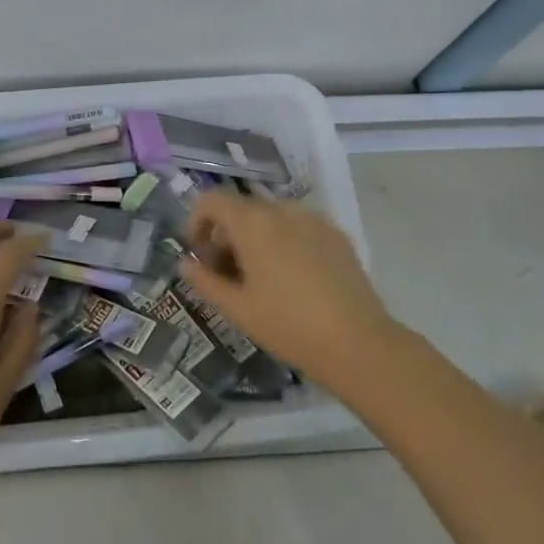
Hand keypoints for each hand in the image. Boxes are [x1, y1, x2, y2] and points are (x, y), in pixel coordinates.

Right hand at [179, 192, 398, 384]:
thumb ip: (205, 280)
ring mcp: (314, 219)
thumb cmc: (287, 325)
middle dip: (226, 235)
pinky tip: (292, 278)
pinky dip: (284, 241)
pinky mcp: (336, 234)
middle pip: (242, 209)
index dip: (197, 222)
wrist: (357, 343)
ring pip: (271, 218)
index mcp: (254, 223)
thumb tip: (186, 263)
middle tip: (226, 274)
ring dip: (255, 238)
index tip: (199, 253)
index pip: (212, 201)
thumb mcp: (237, 308)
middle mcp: (283, 210)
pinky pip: (298, 227)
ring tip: (259, 278)